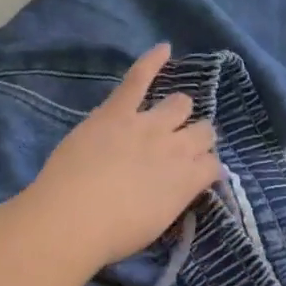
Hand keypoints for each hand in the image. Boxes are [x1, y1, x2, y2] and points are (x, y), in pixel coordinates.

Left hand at [26, 43, 221, 266]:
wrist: (72, 219)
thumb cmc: (112, 235)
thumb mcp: (157, 225)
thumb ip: (174, 199)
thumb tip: (178, 188)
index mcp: (189, 180)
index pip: (212, 165)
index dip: (204, 167)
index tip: (193, 175)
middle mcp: (177, 147)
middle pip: (203, 130)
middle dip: (197, 137)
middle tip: (178, 149)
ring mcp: (147, 124)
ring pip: (181, 103)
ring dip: (179, 110)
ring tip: (169, 116)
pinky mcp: (117, 111)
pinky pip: (138, 79)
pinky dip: (151, 61)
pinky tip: (163, 49)